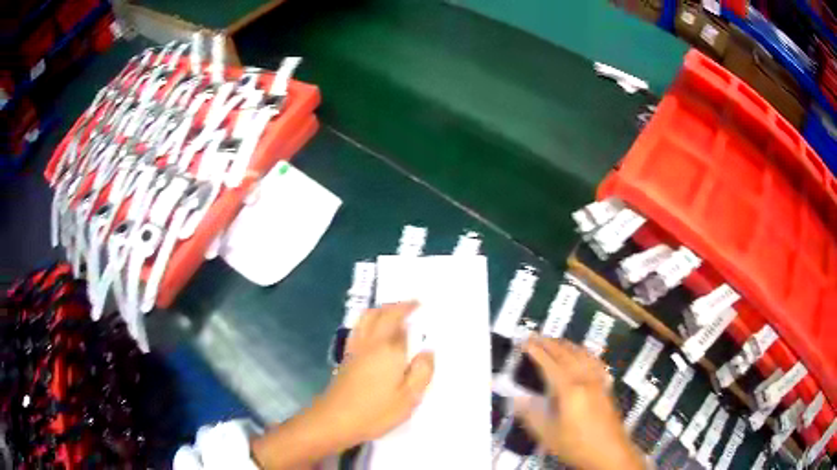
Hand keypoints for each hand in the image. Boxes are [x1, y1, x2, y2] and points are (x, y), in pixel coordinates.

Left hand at [251, 302, 433, 469]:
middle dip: (396, 305)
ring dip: (380, 309)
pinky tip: (373, 331)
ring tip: (393, 312)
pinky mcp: (346, 357)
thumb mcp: (410, 397)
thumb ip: (422, 371)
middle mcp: (370, 342)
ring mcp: (355, 348)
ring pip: (366, 318)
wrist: (335, 419)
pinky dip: (369, 320)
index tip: (421, 305)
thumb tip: (428, 351)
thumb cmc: (376, 411)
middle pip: (380, 313)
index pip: (399, 321)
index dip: (410, 310)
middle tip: (410, 305)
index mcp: (388, 349)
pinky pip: (358, 328)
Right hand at [514, 336, 644, 469]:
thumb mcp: (548, 435)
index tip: (525, 341)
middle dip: (550, 343)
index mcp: (569, 390)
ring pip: (582, 355)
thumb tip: (515, 398)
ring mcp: (598, 381)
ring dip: (567, 345)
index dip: (537, 351)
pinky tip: (583, 354)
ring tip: (555, 340)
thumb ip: (531, 414)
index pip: (550, 364)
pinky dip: (585, 353)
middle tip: (536, 336)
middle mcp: (584, 379)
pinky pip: (595, 362)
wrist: (609, 452)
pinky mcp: (605, 386)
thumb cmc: (576, 444)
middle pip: (566, 355)